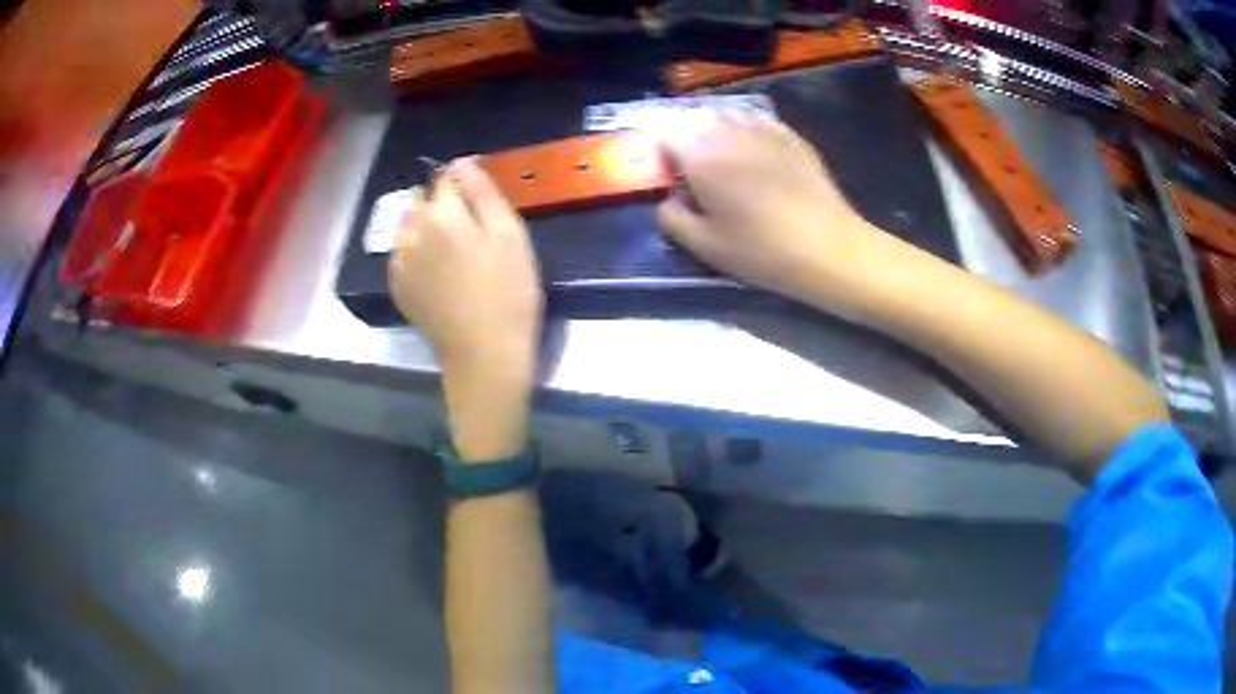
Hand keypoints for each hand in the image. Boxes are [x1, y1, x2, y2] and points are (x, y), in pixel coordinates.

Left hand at [388, 158, 541, 459]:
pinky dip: (417, 253)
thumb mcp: (510, 234)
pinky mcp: (396, 284)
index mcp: (441, 213)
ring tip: (454, 255)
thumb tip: (462, 162)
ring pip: (409, 225)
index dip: (466, 186)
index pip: (447, 177)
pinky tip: (439, 275)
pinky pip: (403, 252)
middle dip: (443, 206)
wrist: (484, 354)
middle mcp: (411, 230)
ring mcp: (399, 259)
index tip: (483, 207)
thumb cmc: (508, 292)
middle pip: (423, 200)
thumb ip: (483, 191)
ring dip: (427, 228)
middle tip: (472, 235)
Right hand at [656, 114, 895, 318]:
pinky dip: (750, 132)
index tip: (670, 175)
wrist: (827, 247)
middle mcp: (728, 132)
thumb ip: (671, 218)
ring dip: (719, 134)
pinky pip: (759, 122)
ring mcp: (763, 130)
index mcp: (700, 157)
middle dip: (690, 142)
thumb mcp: (704, 246)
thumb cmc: (760, 250)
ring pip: (728, 118)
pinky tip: (757, 153)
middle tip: (698, 173)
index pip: (664, 136)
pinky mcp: (792, 137)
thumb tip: (668, 198)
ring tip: (728, 161)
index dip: (662, 153)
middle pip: (695, 123)